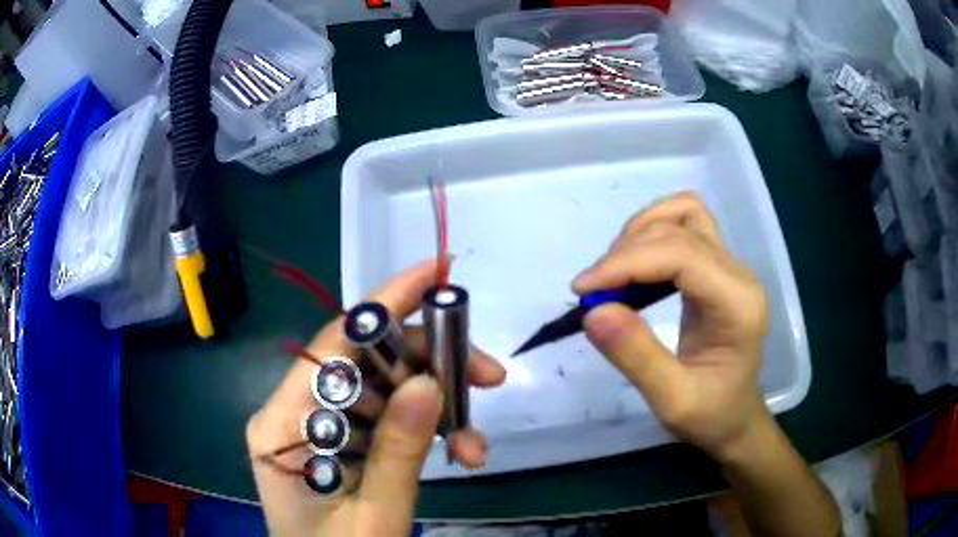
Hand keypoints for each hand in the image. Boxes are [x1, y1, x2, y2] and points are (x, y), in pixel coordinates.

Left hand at [246, 259, 505, 536]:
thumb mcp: (374, 515)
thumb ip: (398, 451)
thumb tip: (431, 382)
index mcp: (282, 424)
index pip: (334, 343)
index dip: (387, 303)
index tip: (439, 275)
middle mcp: (293, 414)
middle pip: (365, 363)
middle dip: (430, 365)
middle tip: (488, 377)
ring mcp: (316, 430)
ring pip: (383, 392)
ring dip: (436, 407)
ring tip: (477, 443)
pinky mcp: (338, 447)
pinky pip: (385, 421)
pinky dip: (424, 431)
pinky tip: (459, 450)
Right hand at [573, 192, 769, 459]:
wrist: (735, 420)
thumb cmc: (711, 416)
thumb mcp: (672, 402)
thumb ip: (637, 357)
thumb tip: (593, 311)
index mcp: (737, 304)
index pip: (681, 255)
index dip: (628, 262)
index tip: (583, 290)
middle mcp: (738, 274)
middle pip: (680, 228)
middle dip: (628, 250)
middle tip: (593, 291)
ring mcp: (729, 267)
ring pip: (684, 215)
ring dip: (640, 233)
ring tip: (613, 274)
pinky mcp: (716, 269)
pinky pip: (684, 227)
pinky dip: (651, 235)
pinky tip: (633, 267)